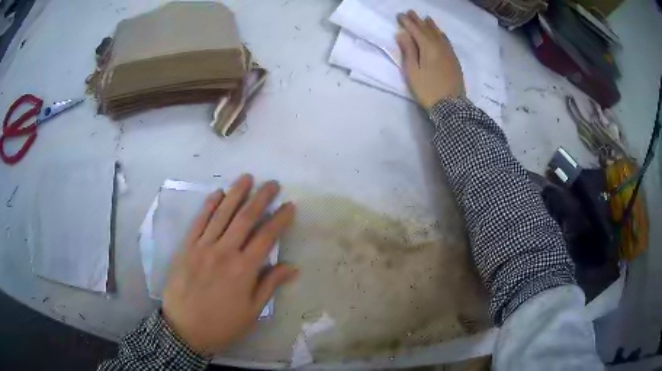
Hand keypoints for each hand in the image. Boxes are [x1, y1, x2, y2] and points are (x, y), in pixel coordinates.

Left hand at [162, 174, 298, 355]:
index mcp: (244, 269)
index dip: (280, 219)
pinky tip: (217, 193)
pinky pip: (199, 221)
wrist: (184, 329)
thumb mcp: (251, 312)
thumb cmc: (222, 324)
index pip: (267, 237)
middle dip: (261, 198)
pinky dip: (209, 205)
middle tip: (272, 184)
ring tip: (247, 178)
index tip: (289, 206)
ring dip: (236, 193)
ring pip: (222, 214)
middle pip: (245, 218)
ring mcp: (203, 247)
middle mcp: (224, 252)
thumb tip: (291, 266)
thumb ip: (270, 285)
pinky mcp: (187, 247)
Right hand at [396, 11, 464, 109]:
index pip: (415, 30)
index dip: (407, 22)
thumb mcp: (412, 71)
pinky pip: (447, 41)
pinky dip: (441, 34)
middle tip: (410, 12)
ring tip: (426, 18)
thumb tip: (402, 34)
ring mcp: (449, 53)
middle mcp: (440, 46)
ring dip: (431, 25)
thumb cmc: (428, 90)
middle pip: (427, 30)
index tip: (399, 15)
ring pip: (439, 34)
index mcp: (428, 47)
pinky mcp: (454, 60)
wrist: (451, 106)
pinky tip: (440, 34)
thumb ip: (408, 51)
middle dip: (418, 20)